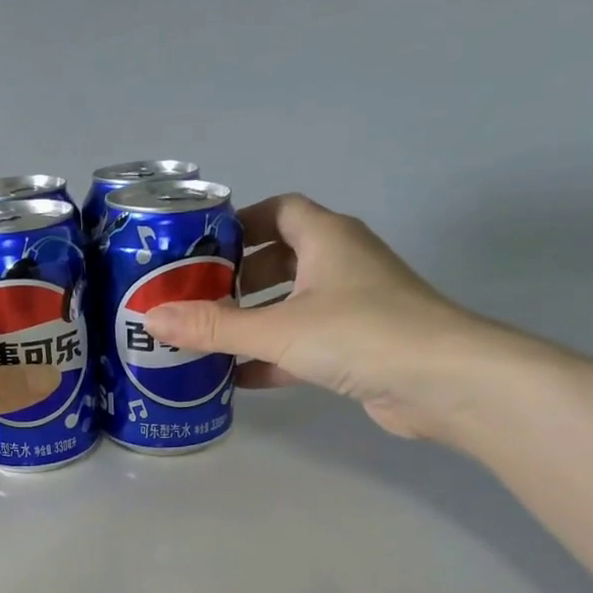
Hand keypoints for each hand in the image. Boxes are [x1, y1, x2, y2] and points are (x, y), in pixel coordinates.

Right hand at [143, 193, 504, 442]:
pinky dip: (272, 356)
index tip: (199, 249)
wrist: (441, 381)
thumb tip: (151, 319)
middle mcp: (341, 264)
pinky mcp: (357, 347)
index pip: (278, 211)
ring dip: (252, 320)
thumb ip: (213, 326)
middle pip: (280, 259)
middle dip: (237, 279)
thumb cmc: (359, 333)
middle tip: (195, 301)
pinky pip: (303, 343)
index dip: (239, 224)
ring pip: (290, 304)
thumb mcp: (276, 328)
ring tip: (207, 339)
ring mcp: (352, 306)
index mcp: (327, 238)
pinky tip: (238, 378)